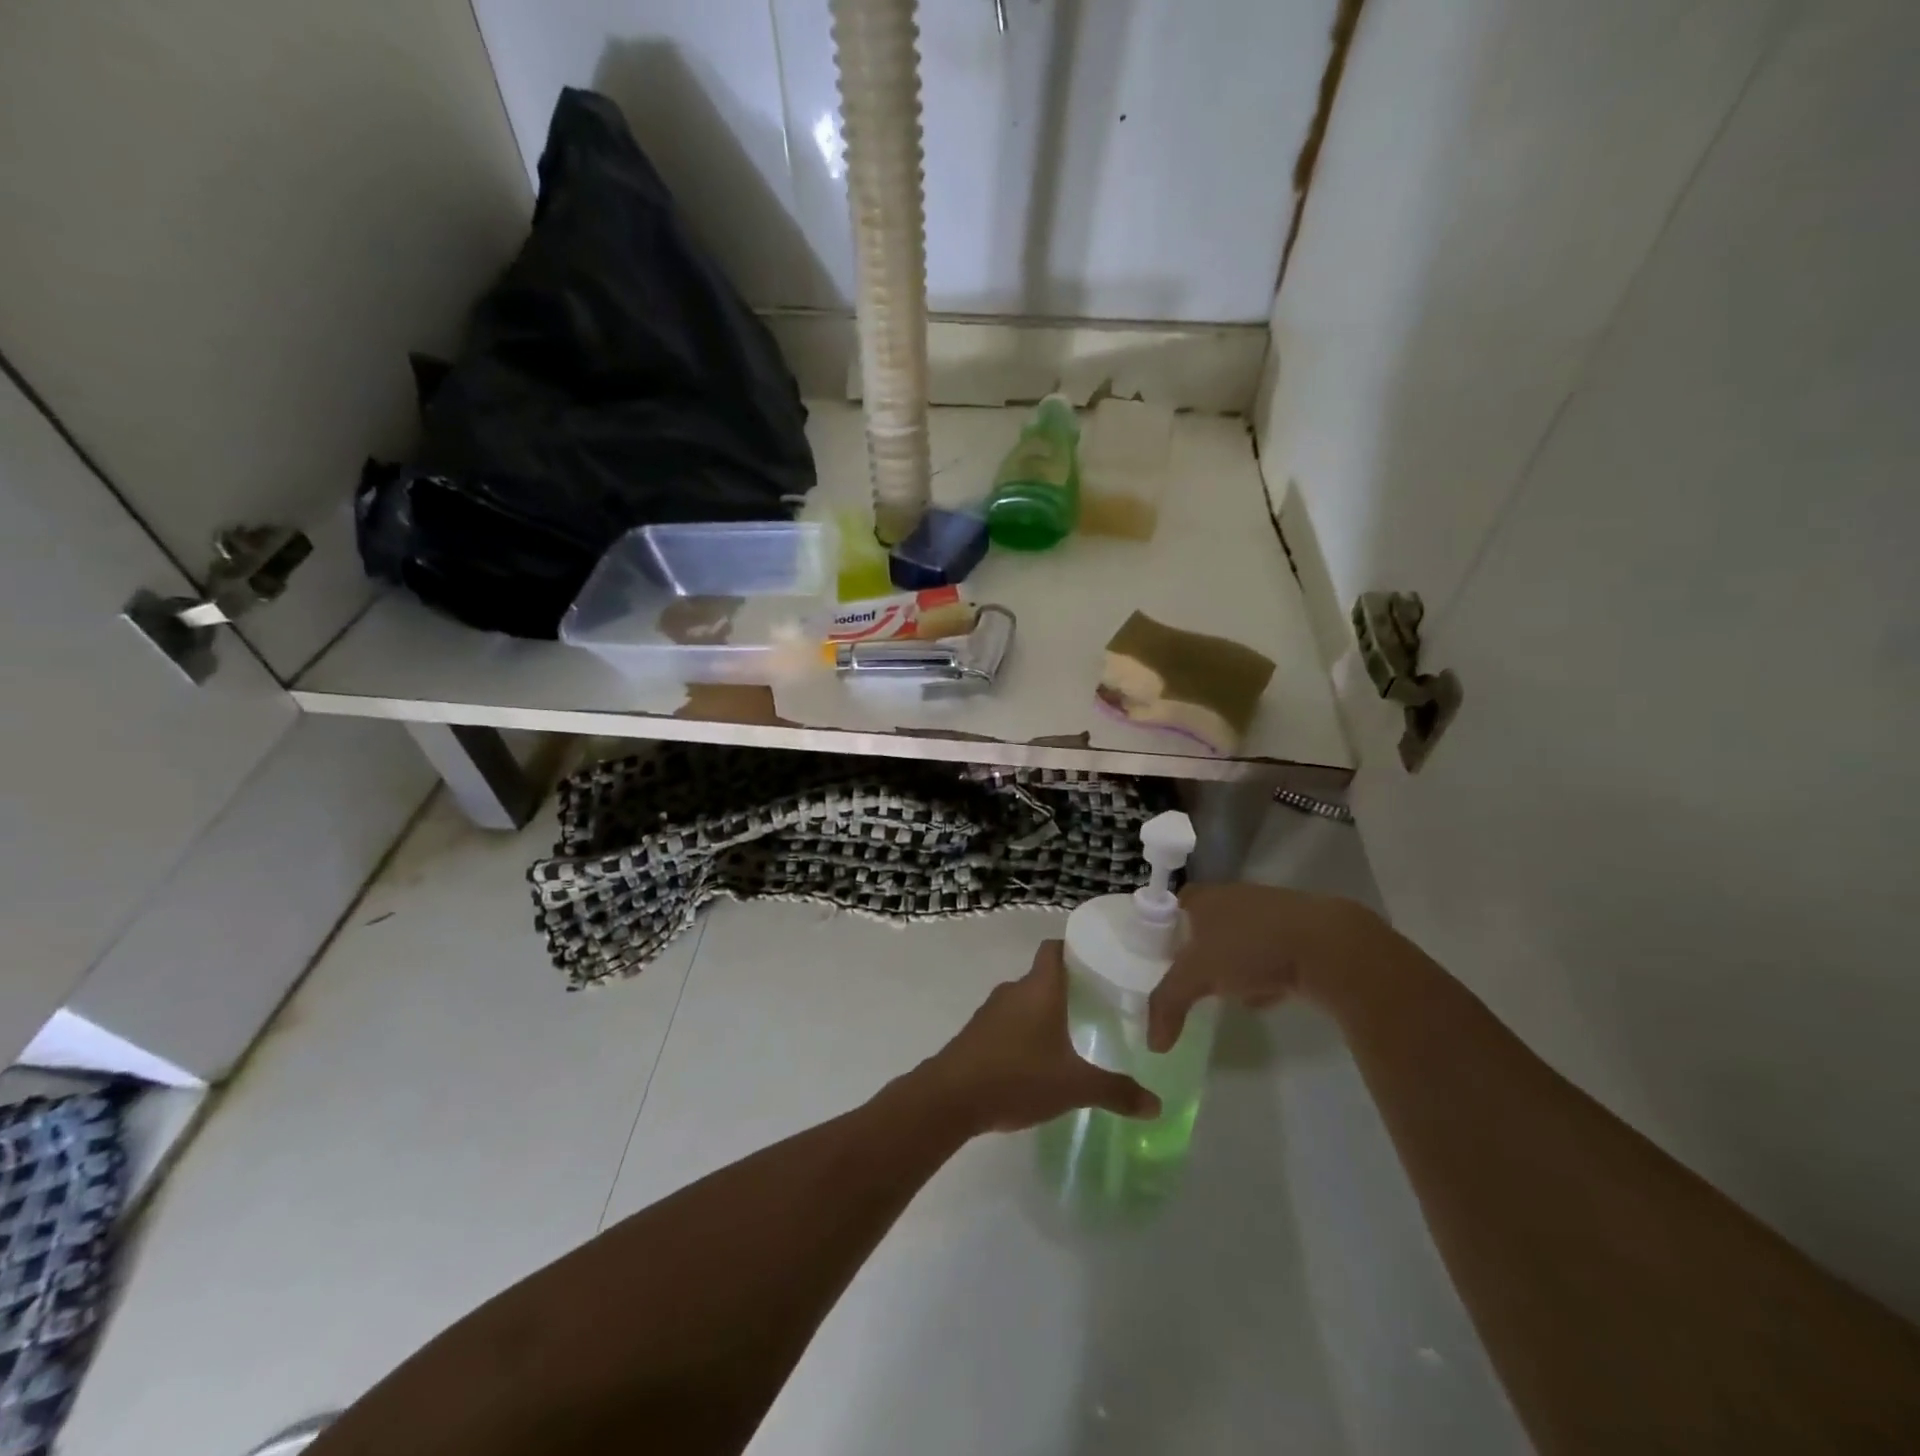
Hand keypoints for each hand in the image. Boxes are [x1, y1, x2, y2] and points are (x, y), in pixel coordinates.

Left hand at [920, 941, 1160, 1134]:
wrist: (951, 1097)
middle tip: (1099, 1004)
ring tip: (1074, 1032)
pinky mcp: (977, 1032)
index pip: (1055, 948)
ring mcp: (991, 1010)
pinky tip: (1040, 1057)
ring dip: (1046, 1010)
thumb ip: (1116, 1091)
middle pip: (1043, 975)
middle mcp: (1014, 990)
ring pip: (1025, 999)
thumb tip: (1156, 1104)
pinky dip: (1026, 1030)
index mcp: (1039, 987)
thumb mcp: (1075, 1087)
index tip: (1101, 962)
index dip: (1076, 949)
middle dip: (1069, 986)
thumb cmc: (1018, 1077)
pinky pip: (1009, 1020)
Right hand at [1147, 883, 1388, 1051]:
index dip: (1164, 929)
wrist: (1329, 946)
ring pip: (1240, 939)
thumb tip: (1153, 1044)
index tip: (1160, 958)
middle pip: (1206, 924)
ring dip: (1233, 965)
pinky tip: (1265, 998)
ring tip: (1227, 995)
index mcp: (1205, 897)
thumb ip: (1168, 1004)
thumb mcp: (1198, 975)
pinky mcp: (1300, 934)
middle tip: (1191, 981)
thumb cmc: (1251, 946)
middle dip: (1200, 953)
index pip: (1173, 905)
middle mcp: (1235, 897)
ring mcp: (1270, 913)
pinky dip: (1264, 974)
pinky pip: (1270, 954)